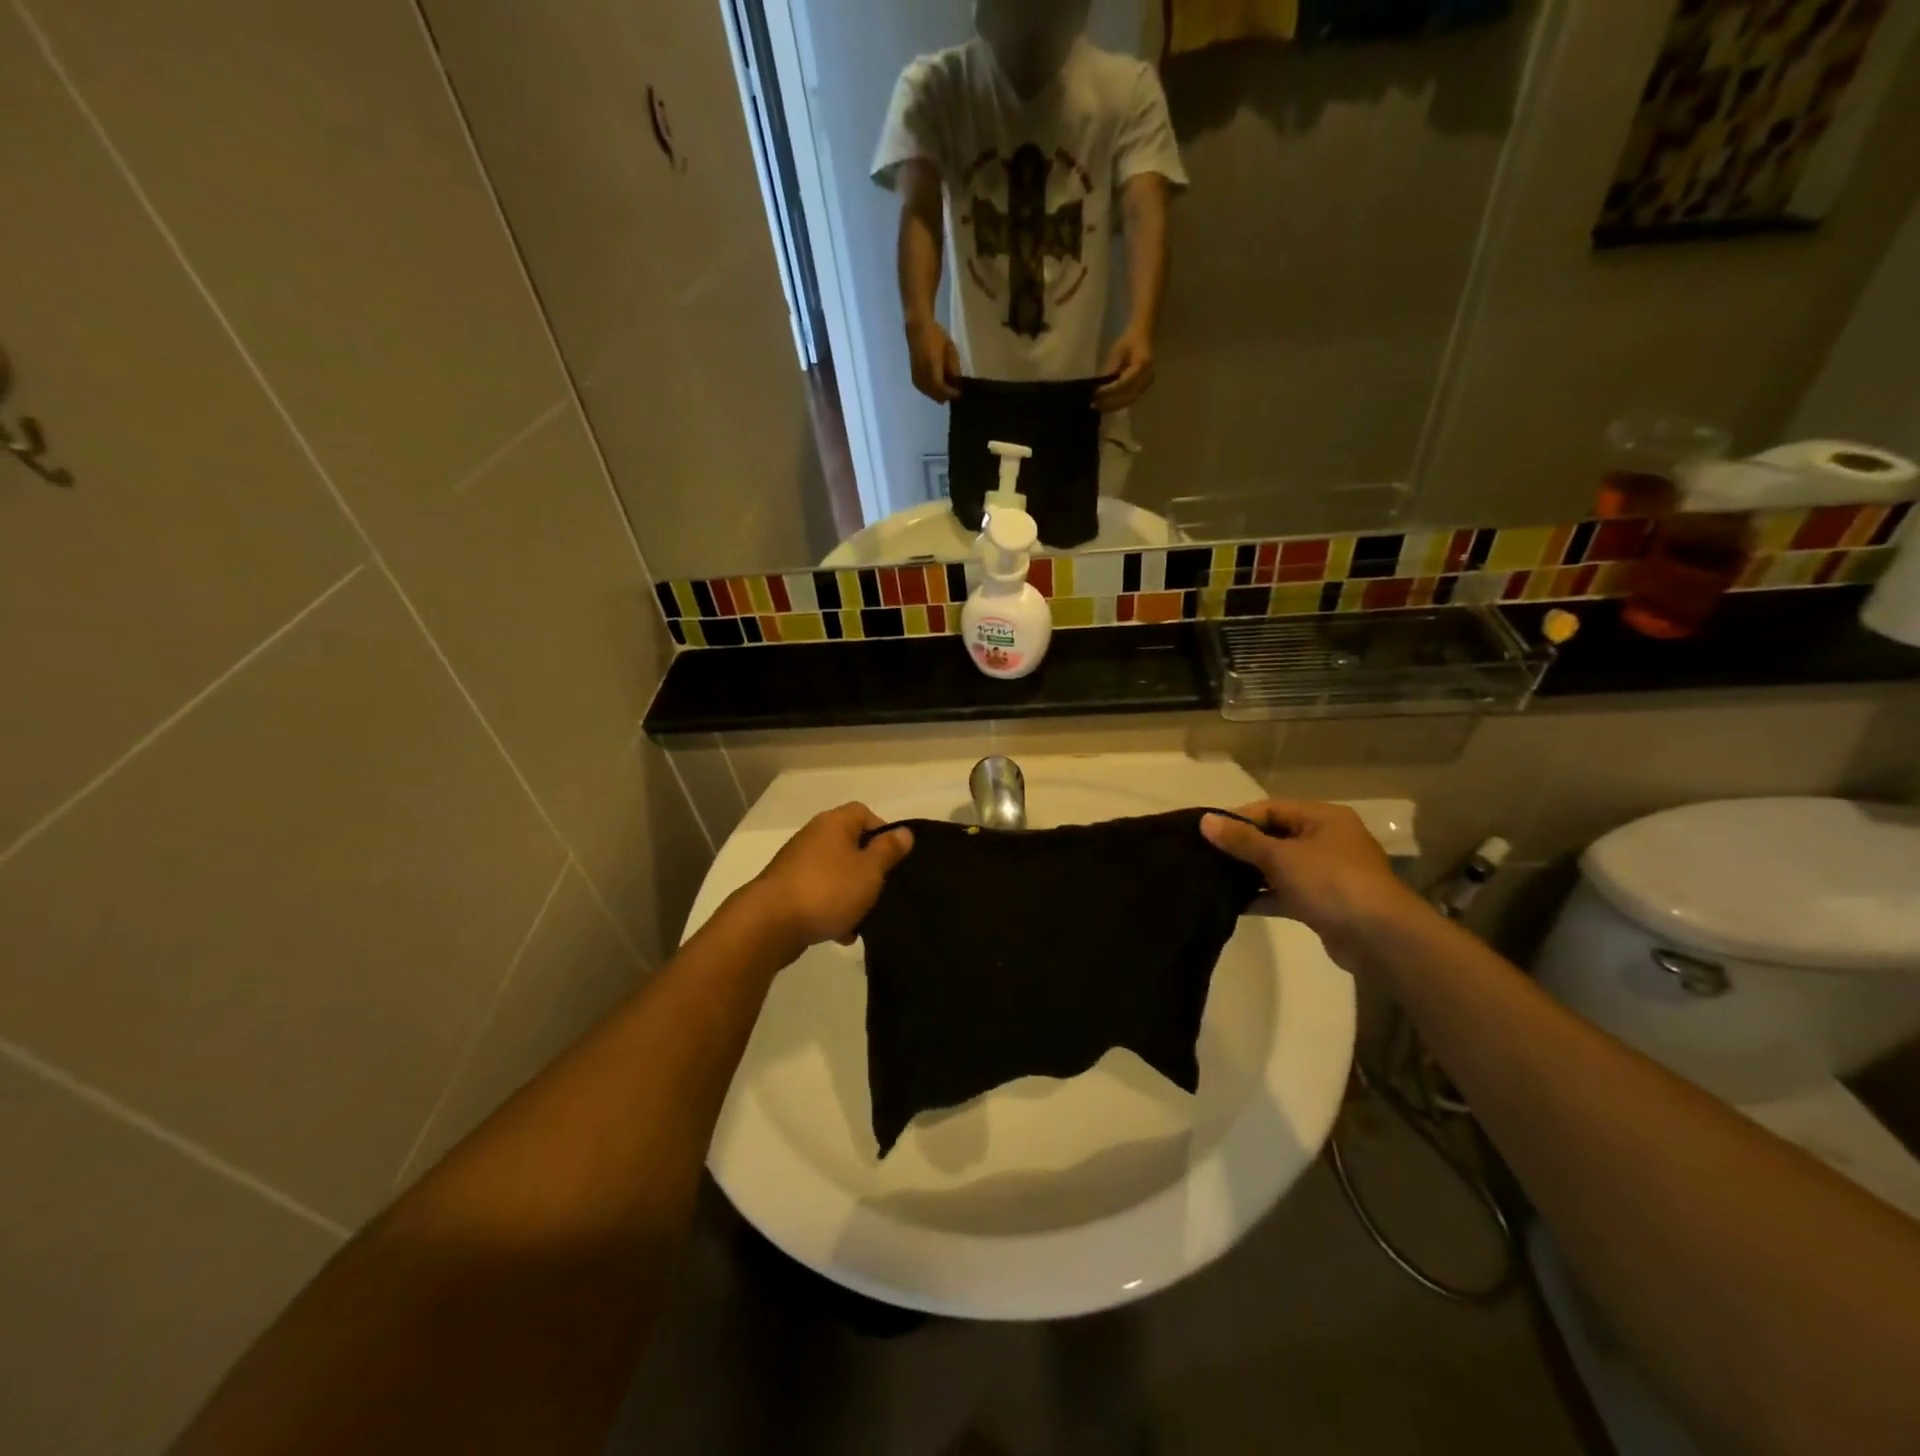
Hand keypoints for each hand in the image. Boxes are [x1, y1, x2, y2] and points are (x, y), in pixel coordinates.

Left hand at [744, 803, 913, 956]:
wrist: (769, 924)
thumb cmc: (827, 890)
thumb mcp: (869, 870)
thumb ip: (888, 851)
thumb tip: (904, 831)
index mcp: (834, 823)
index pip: (863, 813)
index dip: (883, 832)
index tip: (894, 858)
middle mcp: (813, 837)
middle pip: (849, 844)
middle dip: (868, 868)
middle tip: (883, 889)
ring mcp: (796, 864)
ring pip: (835, 873)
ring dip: (851, 893)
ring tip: (864, 918)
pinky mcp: (786, 891)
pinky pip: (818, 894)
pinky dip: (832, 910)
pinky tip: (842, 934)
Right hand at [906, 317, 960, 402]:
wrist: (918, 329)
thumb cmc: (936, 336)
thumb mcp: (950, 349)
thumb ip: (953, 368)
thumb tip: (956, 384)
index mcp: (931, 365)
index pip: (941, 388)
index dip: (951, 393)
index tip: (961, 393)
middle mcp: (922, 374)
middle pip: (935, 394)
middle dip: (946, 396)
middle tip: (956, 394)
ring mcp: (916, 376)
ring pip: (930, 394)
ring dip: (939, 395)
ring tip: (949, 392)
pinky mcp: (914, 377)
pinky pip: (924, 391)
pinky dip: (933, 392)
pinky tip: (939, 390)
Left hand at [1094, 328, 1154, 410]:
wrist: (1144, 337)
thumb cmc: (1129, 341)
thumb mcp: (1117, 351)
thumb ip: (1111, 369)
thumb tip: (1100, 385)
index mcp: (1142, 365)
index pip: (1124, 383)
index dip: (1109, 391)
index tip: (1096, 393)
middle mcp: (1147, 378)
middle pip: (1127, 397)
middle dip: (1109, 402)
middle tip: (1093, 404)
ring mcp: (1146, 385)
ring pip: (1127, 401)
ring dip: (1111, 406)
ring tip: (1097, 406)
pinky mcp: (1142, 389)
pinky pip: (1128, 400)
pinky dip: (1116, 404)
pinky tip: (1105, 405)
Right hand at [1202, 801, 1425, 969]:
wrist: (1380, 938)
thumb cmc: (1331, 882)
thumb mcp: (1281, 856)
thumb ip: (1242, 840)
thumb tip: (1205, 820)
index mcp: (1323, 818)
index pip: (1272, 808)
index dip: (1239, 818)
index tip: (1207, 833)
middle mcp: (1327, 841)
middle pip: (1275, 837)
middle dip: (1242, 847)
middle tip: (1206, 856)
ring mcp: (1327, 874)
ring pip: (1279, 867)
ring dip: (1250, 874)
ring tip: (1213, 879)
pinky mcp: (1324, 904)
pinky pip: (1286, 893)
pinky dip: (1263, 897)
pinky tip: (1233, 904)